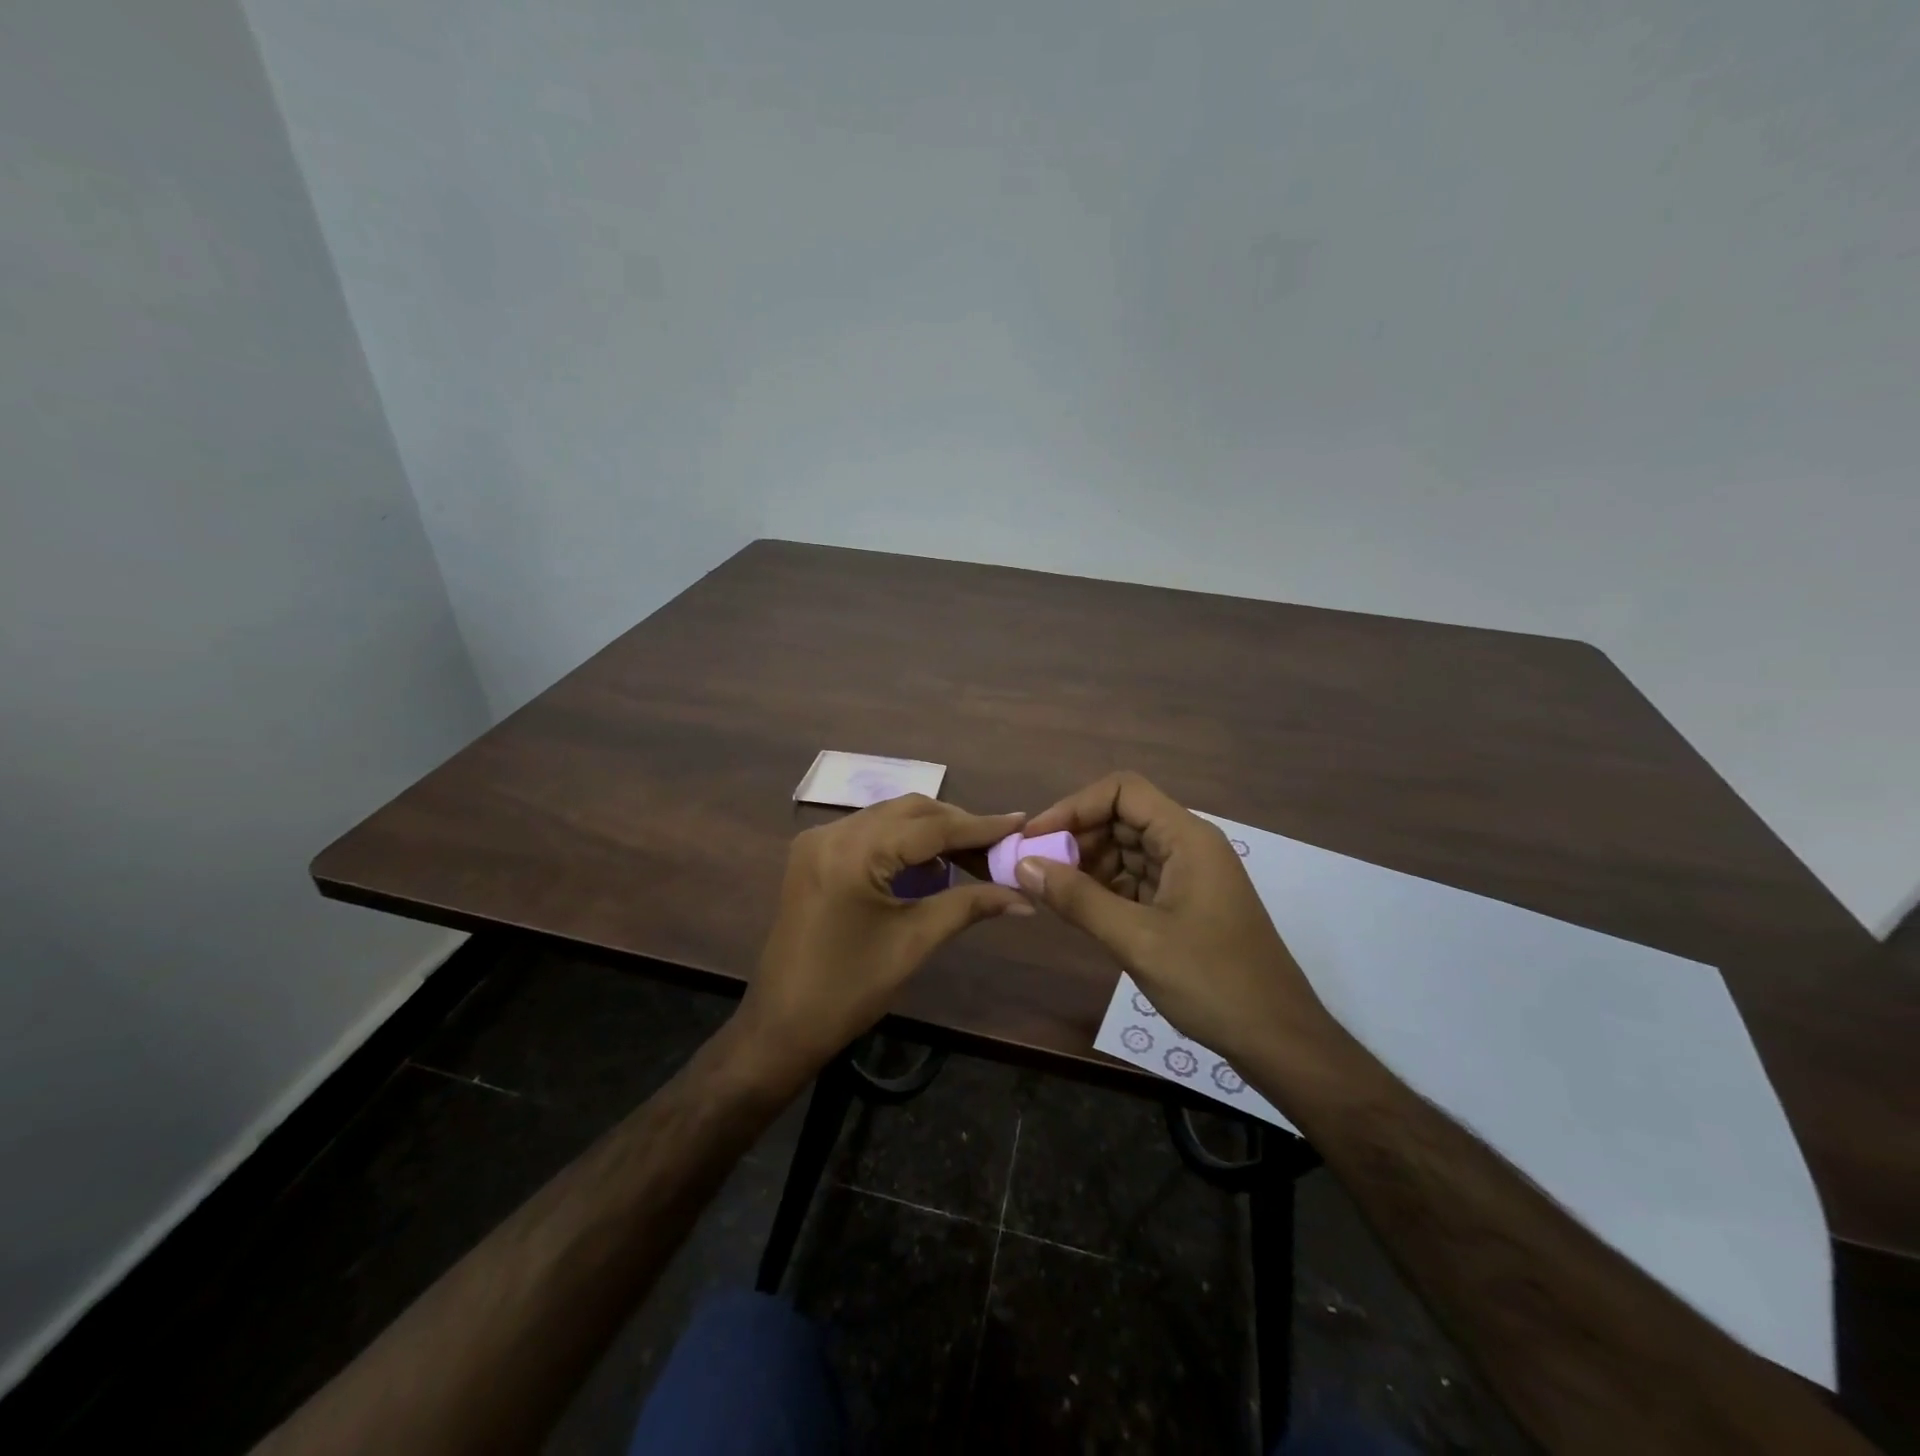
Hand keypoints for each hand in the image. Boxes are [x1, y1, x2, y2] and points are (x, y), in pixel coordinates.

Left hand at [734, 795, 1031, 1090]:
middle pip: (909, 811)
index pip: (930, 827)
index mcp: (854, 852)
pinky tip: (930, 867)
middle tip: (997, 847)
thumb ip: (969, 905)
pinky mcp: (813, 855)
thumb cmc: (851, 989)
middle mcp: (832, 832)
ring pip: (889, 818)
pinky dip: (902, 843)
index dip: (979, 826)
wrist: (782, 1025)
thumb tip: (1023, 896)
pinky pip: (869, 834)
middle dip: (956, 826)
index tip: (1019, 822)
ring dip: (930, 832)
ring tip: (972, 856)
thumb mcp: (915, 942)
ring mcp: (818, 841)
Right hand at [1018, 771, 1333, 1064]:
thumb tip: (1024, 865)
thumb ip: (1077, 899)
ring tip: (1051, 892)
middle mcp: (1189, 846)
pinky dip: (1105, 888)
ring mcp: (1189, 876)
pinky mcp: (1185, 904)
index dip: (1074, 806)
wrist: (1278, 1040)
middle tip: (1036, 869)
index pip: (1123, 791)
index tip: (1036, 837)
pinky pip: (1137, 880)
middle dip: (1077, 837)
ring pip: (1127, 850)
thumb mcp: (1136, 940)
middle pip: (1122, 818)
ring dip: (1088, 864)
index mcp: (1187, 838)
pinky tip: (1079, 910)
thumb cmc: (1212, 982)